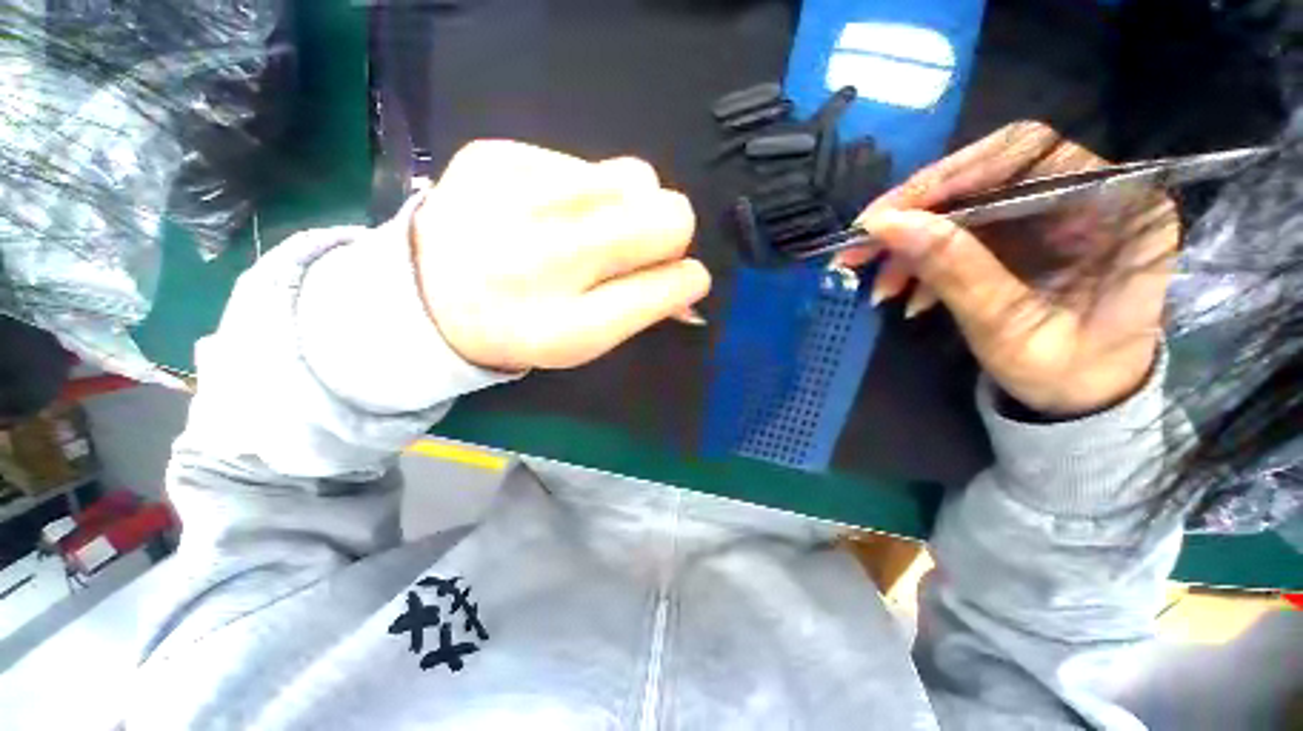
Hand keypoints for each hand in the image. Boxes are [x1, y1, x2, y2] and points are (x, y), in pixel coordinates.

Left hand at [411, 140, 709, 371]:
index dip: (687, 279)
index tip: (686, 277)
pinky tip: (547, 210)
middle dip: (669, 233)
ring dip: (629, 205)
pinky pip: (584, 159)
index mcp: (567, 327)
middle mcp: (543, 261)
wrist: (426, 297)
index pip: (665, 286)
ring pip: (636, 176)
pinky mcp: (493, 156)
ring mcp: (514, 199)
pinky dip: (583, 188)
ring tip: (591, 226)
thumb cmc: (521, 327)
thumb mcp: (584, 342)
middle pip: (668, 215)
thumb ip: (644, 310)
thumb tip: (691, 284)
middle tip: (639, 248)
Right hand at [838, 122, 1178, 415]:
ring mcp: (1055, 211)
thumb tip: (886, 225)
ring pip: (966, 204)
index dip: (946, 179)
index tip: (882, 218)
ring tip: (881, 285)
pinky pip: (964, 230)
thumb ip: (954, 271)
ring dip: (913, 242)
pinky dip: (925, 258)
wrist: (1084, 400)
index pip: (1023, 156)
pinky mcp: (1027, 232)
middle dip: (916, 213)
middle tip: (861, 247)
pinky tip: (907, 292)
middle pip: (986, 174)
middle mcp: (1090, 192)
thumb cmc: (1067, 375)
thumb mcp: (1009, 329)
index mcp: (1117, 205)